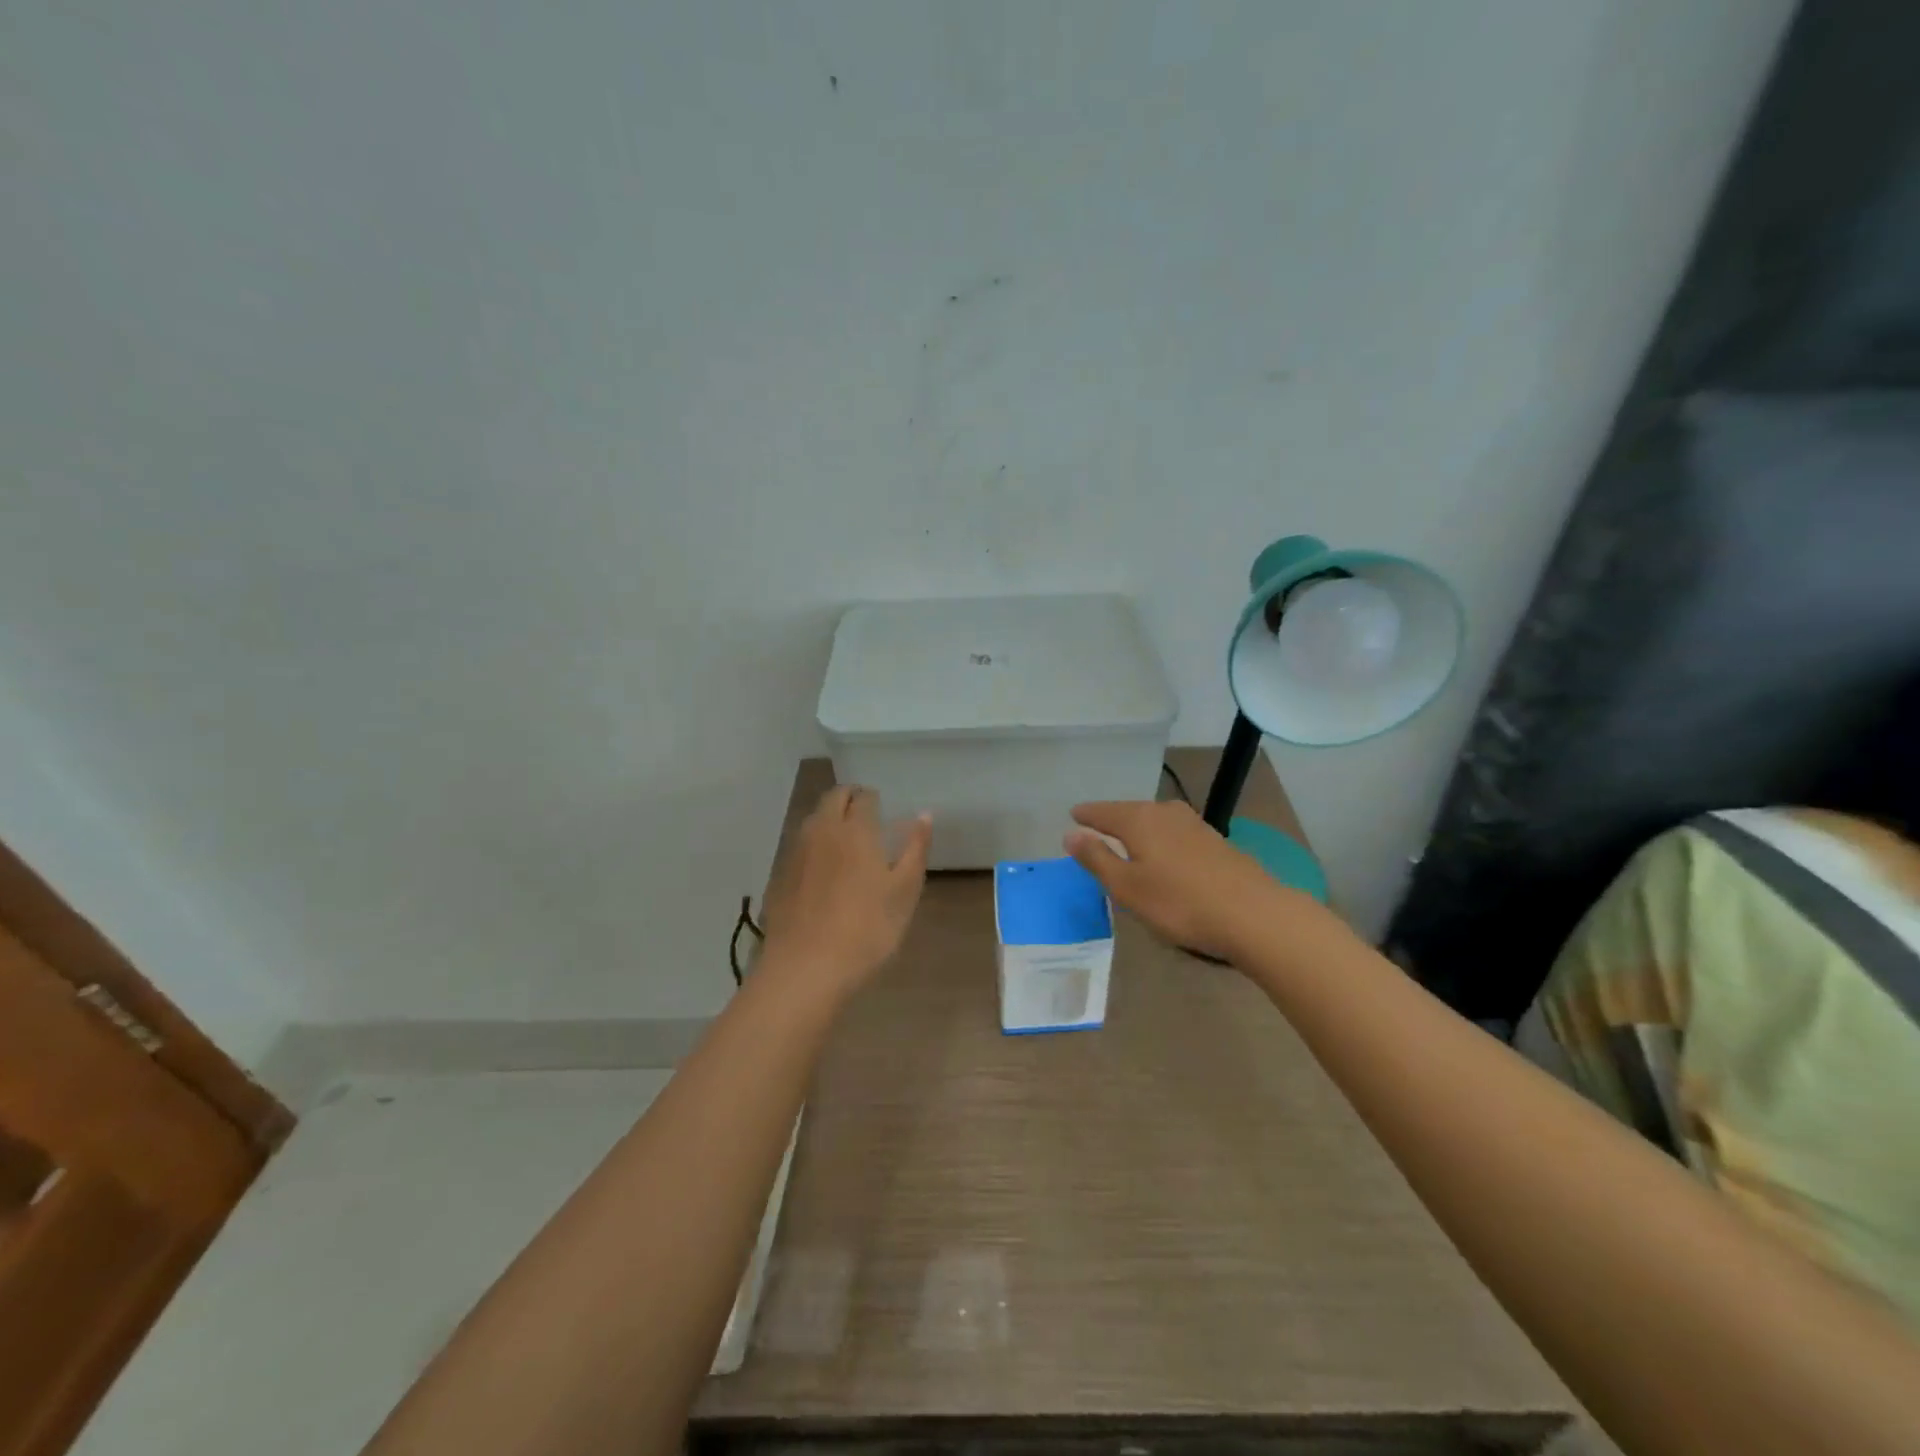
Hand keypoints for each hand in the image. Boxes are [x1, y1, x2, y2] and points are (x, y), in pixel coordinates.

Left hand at [760, 785, 931, 997]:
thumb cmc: (867, 929)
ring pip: (813, 820)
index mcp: (855, 829)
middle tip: (867, 818)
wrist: (805, 969)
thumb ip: (915, 848)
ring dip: (830, 820)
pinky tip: (823, 873)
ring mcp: (795, 852)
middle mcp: (822, 830)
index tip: (884, 811)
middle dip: (850, 799)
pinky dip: (814, 847)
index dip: (875, 800)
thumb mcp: (905, 891)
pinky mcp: (779, 876)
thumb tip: (924, 814)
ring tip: (847, 843)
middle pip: (833, 798)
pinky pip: (799, 847)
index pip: (864, 796)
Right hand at [1064, 800, 1288, 961]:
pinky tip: (1164, 853)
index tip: (1073, 815)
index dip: (1087, 815)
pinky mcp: (1215, 841)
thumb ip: (1097, 858)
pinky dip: (1161, 839)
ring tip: (1127, 840)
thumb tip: (1071, 834)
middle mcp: (1166, 812)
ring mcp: (1195, 825)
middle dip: (1113, 819)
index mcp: (1139, 820)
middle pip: (1131, 812)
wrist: (1253, 914)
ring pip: (1155, 820)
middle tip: (1096, 827)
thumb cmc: (1179, 902)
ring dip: (1139, 828)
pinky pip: (1175, 833)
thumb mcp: (1127, 887)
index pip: (1103, 812)